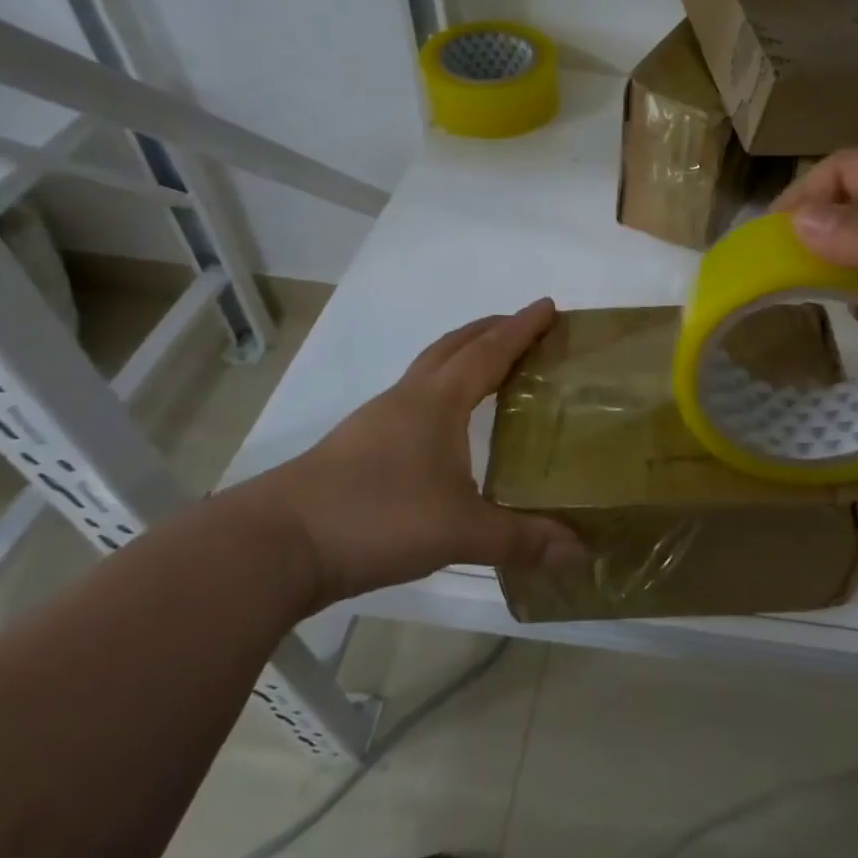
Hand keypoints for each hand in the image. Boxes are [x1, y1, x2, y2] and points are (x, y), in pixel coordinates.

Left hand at [255, 299, 585, 603]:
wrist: (277, 543)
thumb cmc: (376, 519)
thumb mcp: (458, 531)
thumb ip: (520, 539)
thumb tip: (580, 551)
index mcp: (437, 402)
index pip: (488, 352)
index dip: (521, 328)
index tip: (548, 306)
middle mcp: (408, 399)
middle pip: (454, 347)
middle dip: (491, 330)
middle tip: (524, 327)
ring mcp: (378, 420)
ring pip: (429, 370)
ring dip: (462, 356)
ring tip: (491, 368)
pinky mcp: (359, 445)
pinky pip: (414, 398)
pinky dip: (441, 390)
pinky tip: (447, 424)